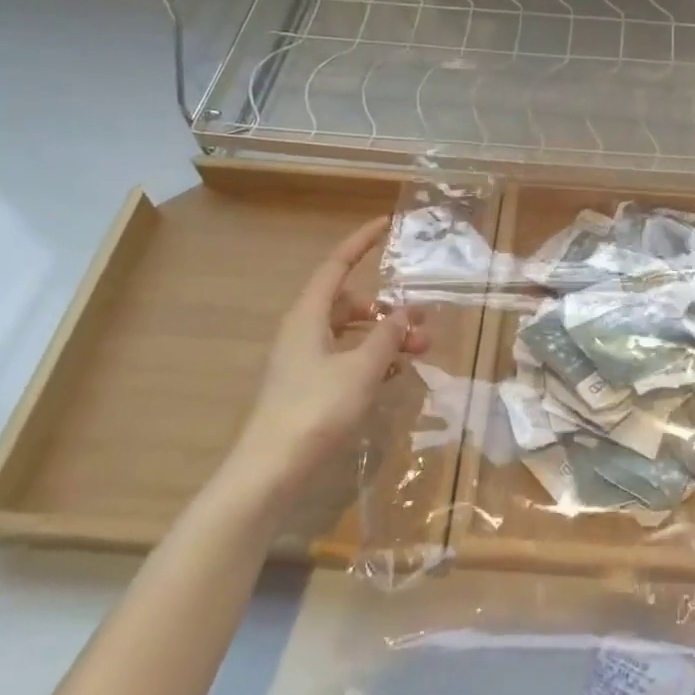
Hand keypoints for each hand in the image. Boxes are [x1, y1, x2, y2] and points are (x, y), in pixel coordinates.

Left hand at [223, 217, 427, 502]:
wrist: (272, 471)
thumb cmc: (316, 409)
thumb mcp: (362, 368)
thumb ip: (387, 336)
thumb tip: (404, 313)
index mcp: (309, 316)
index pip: (337, 265)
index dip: (361, 243)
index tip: (387, 224)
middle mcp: (304, 331)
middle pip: (350, 303)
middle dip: (388, 307)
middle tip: (423, 321)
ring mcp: (305, 361)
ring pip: (352, 333)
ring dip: (385, 337)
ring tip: (420, 353)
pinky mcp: (309, 388)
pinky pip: (347, 358)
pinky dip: (372, 359)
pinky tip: (396, 375)